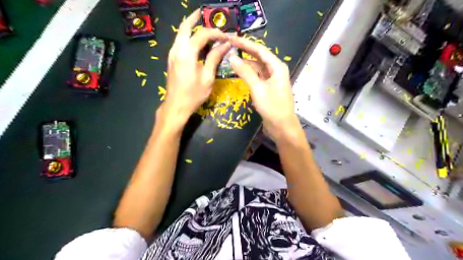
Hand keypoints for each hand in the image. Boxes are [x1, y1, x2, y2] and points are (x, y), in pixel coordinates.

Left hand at [163, 10, 231, 125]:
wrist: (176, 106)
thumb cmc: (193, 94)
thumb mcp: (208, 77)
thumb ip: (214, 58)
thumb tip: (225, 45)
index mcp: (187, 53)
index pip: (202, 35)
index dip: (215, 33)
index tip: (226, 37)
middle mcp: (177, 49)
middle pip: (185, 27)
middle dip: (194, 19)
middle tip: (204, 14)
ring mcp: (172, 54)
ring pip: (180, 34)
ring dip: (190, 27)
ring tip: (202, 25)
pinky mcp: (171, 59)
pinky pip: (179, 42)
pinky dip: (187, 37)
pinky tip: (196, 41)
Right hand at [230, 37, 297, 139]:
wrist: (282, 126)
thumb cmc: (272, 106)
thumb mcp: (257, 88)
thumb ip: (245, 72)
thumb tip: (232, 58)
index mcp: (277, 67)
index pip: (260, 50)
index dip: (245, 44)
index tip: (232, 39)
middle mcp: (276, 70)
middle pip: (259, 58)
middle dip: (245, 52)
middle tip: (229, 47)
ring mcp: (272, 80)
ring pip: (258, 68)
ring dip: (246, 64)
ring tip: (231, 59)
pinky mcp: (268, 88)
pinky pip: (258, 77)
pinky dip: (249, 74)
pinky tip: (240, 73)